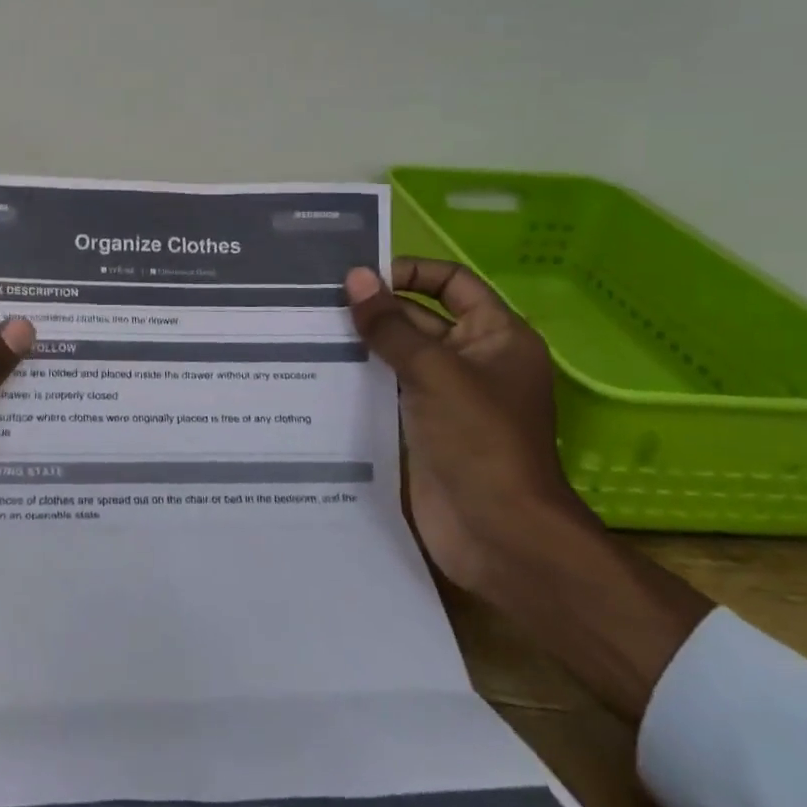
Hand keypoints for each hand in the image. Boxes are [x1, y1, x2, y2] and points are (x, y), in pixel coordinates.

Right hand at [344, 259, 593, 598]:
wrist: (499, 534)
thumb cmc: (481, 440)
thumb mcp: (435, 372)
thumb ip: (391, 325)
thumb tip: (356, 277)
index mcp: (495, 337)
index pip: (452, 283)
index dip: (412, 272)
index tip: (363, 277)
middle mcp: (471, 360)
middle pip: (419, 318)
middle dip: (376, 309)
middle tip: (316, 300)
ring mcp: (444, 396)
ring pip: (398, 356)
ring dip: (361, 343)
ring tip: (306, 328)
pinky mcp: (420, 427)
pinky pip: (386, 390)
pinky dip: (358, 379)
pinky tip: (316, 369)